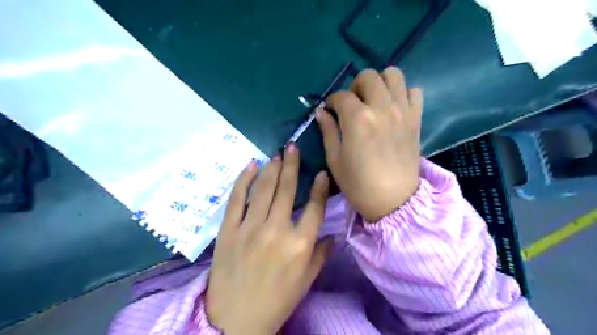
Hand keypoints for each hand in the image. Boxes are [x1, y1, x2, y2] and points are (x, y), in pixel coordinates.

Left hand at [207, 145, 333, 333]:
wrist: (235, 319)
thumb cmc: (276, 301)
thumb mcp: (306, 281)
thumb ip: (321, 254)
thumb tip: (332, 234)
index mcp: (300, 244)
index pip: (315, 207)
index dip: (321, 188)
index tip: (322, 173)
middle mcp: (277, 230)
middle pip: (287, 190)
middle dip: (292, 165)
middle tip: (294, 147)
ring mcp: (250, 227)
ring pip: (264, 189)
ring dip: (272, 168)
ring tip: (278, 154)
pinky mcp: (229, 229)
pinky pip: (237, 198)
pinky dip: (244, 179)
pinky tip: (252, 165)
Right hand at [317, 66, 423, 222]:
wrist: (393, 200)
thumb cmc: (358, 184)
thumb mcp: (335, 159)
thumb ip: (328, 131)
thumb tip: (322, 112)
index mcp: (357, 118)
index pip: (341, 95)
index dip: (332, 101)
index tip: (330, 109)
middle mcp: (381, 107)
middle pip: (368, 76)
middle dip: (355, 86)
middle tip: (352, 104)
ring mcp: (402, 111)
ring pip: (393, 75)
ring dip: (380, 83)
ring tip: (374, 100)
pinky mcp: (416, 119)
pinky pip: (414, 91)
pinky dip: (402, 93)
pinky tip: (394, 107)